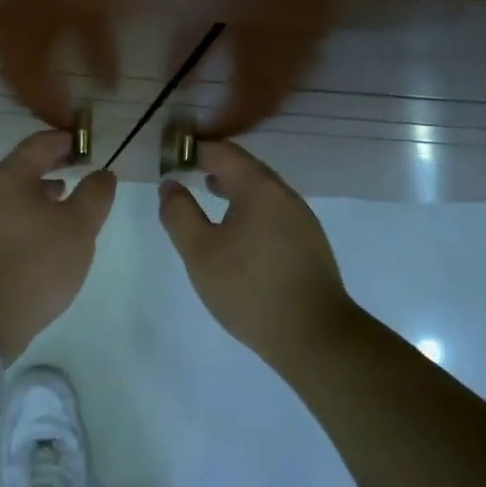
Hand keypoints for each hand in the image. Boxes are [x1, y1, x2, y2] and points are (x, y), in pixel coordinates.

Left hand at [0, 130, 116, 362]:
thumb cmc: (36, 264)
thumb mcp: (79, 227)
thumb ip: (95, 194)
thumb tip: (102, 173)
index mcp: (10, 177)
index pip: (39, 143)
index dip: (65, 140)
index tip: (87, 144)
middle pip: (25, 165)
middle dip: (55, 163)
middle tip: (82, 167)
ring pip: (17, 192)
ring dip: (43, 189)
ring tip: (69, 198)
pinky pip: (10, 214)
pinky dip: (32, 211)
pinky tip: (48, 232)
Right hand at [159, 140, 356, 371]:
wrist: (315, 336)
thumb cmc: (250, 288)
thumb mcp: (200, 252)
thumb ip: (179, 214)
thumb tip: (170, 185)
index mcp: (259, 187)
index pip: (223, 151)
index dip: (195, 150)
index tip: (172, 158)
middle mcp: (284, 194)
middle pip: (246, 166)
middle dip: (215, 165)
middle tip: (188, 172)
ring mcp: (302, 218)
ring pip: (262, 189)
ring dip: (234, 186)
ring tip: (209, 194)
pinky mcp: (309, 242)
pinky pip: (273, 210)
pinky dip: (250, 207)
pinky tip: (238, 232)